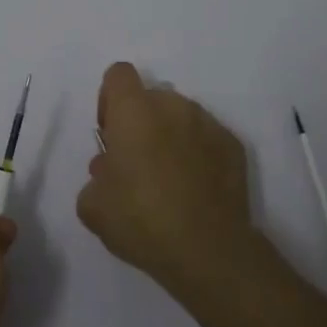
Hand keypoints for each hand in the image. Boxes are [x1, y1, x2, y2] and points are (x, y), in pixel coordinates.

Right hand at [77, 62, 255, 295]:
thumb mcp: (93, 206)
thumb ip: (95, 177)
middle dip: (140, 122)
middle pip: (150, 97)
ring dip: (169, 136)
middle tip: (137, 164)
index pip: (119, 75)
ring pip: (180, 117)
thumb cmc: (142, 221)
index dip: (109, 99)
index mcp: (134, 111)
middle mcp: (173, 106)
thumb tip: (109, 170)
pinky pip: (206, 139)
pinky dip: (198, 154)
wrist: (208, 251)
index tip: (110, 134)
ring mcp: (208, 123)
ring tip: (169, 180)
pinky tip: (195, 190)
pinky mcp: (233, 145)